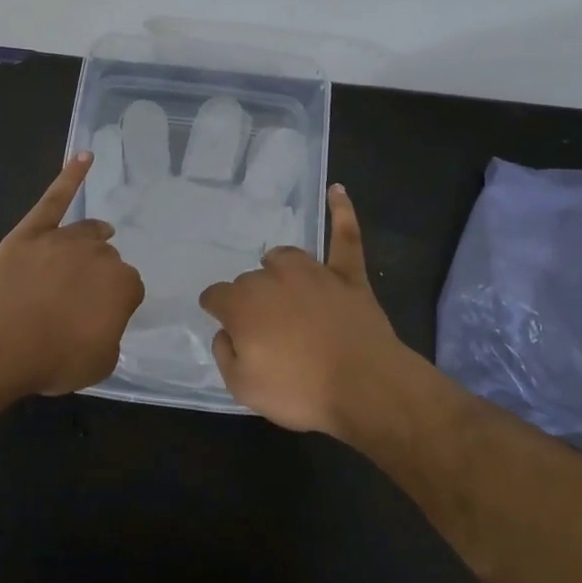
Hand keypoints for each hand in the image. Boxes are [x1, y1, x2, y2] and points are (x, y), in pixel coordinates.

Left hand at [0, 152, 144, 396]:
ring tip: (98, 239)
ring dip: (93, 238)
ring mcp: (64, 238)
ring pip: (87, 232)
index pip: (129, 289)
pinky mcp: (33, 230)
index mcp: (123, 285)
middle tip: (81, 299)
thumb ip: (110, 336)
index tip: (101, 319)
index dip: (115, 304)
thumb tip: (102, 323)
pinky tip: (84, 156)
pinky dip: (71, 176)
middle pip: (108, 258)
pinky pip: (55, 198)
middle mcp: (100, 254)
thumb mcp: (99, 363)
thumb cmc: (52, 358)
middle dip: (99, 275)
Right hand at [198, 185, 404, 435]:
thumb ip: (225, 353)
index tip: (225, 325)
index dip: (217, 310)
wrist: (365, 387)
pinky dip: (341, 212)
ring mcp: (313, 272)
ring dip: (279, 270)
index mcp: (243, 304)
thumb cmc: (299, 391)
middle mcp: (272, 278)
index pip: (216, 296)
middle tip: (267, 333)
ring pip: (284, 258)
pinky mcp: (348, 276)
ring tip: (285, 290)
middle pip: (251, 281)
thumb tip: (227, 331)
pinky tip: (337, 191)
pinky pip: (344, 236)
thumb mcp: (243, 388)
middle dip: (252, 301)